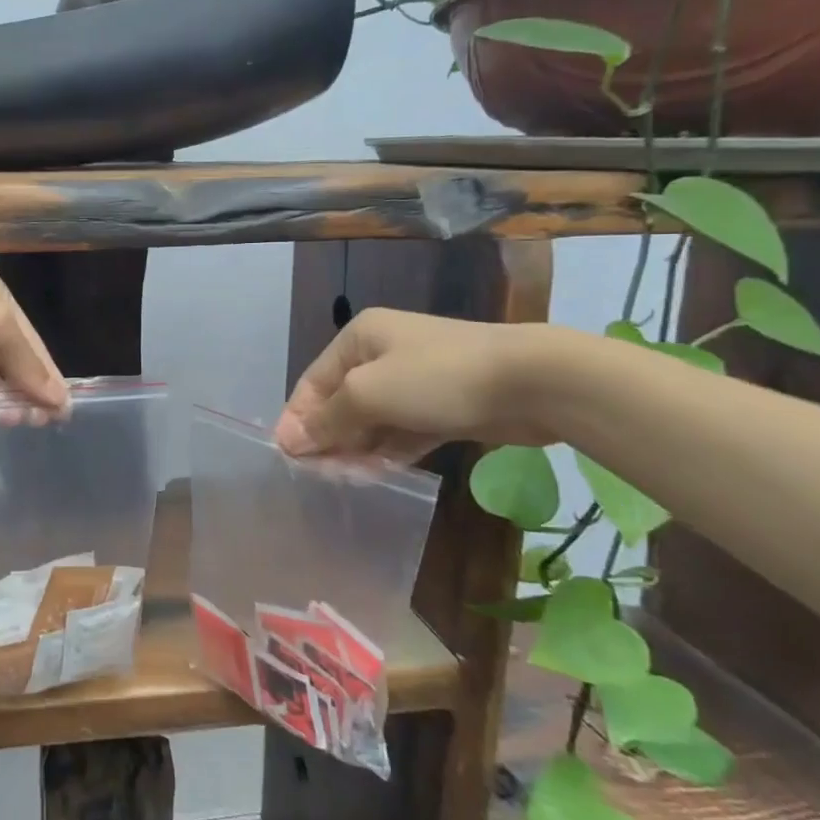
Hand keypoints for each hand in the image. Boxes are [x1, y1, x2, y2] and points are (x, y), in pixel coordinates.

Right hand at [275, 308, 559, 462]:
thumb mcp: (369, 394)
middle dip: (329, 437)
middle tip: (319, 477)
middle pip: (341, 401)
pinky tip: (376, 475)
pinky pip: (402, 431)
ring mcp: (414, 381)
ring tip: (345, 481)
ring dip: (357, 449)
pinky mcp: (441, 407)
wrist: (532, 382)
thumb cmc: (437, 378)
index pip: (313, 382)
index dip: (298, 418)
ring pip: (372, 420)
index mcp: (359, 338)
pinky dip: (387, 451)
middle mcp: (382, 354)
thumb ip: (327, 419)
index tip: (288, 458)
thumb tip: (288, 440)